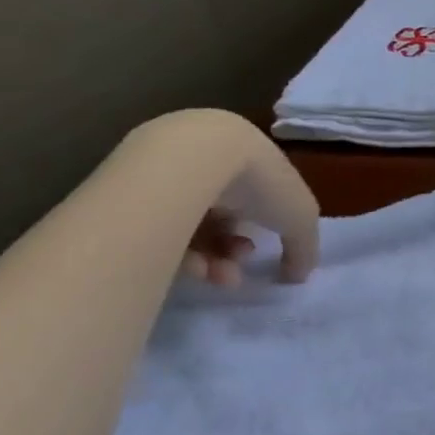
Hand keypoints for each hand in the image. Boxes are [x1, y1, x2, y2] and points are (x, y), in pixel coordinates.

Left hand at [133, 110, 320, 287]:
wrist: (189, 161)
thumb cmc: (257, 181)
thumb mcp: (300, 217)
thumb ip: (305, 246)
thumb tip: (299, 274)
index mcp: (251, 157)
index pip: (257, 195)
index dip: (262, 227)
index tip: (258, 251)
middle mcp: (209, 162)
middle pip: (222, 214)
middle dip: (232, 249)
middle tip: (234, 272)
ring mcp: (167, 174)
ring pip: (191, 225)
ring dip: (210, 259)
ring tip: (214, 276)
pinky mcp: (130, 192)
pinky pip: (158, 229)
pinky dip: (178, 252)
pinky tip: (191, 267)